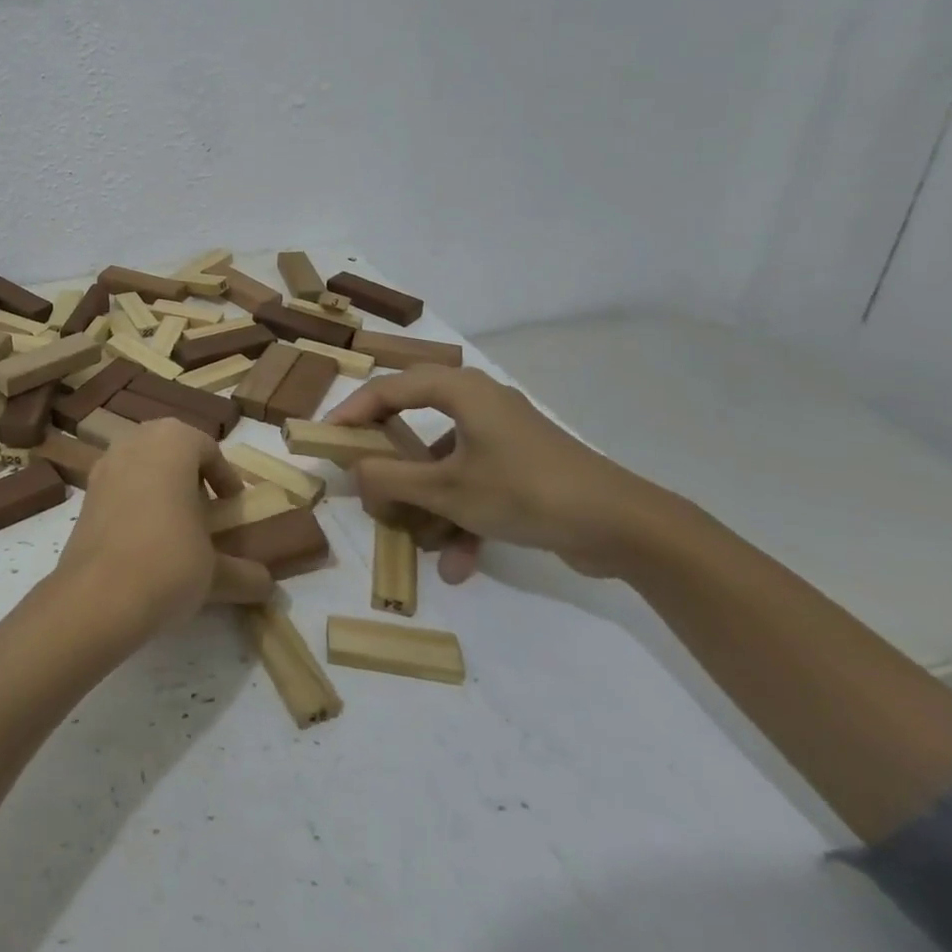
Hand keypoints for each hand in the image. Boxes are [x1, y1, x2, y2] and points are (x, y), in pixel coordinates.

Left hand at [51, 419, 274, 636]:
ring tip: (176, 527)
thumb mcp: (216, 572)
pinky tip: (144, 541)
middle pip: (171, 450)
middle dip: (190, 476)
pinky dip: (135, 503)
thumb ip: (244, 573)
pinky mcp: (85, 495)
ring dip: (160, 487)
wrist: (97, 595)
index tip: (233, 506)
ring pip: (141, 465)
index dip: (225, 477)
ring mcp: (104, 465)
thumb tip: (268, 586)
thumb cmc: (168, 562)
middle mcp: (135, 441)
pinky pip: (119, 487)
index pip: (208, 448)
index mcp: (173, 441)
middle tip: (206, 510)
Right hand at [327, 366, 670, 582]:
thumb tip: (352, 470)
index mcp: (461, 391)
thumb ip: (391, 479)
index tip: (327, 437)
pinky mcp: (523, 467)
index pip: (390, 388)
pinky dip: (463, 516)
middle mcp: (480, 404)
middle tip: (363, 476)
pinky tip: (459, 563)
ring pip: (446, 461)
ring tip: (414, 539)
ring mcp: (504, 437)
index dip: (353, 410)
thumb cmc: (525, 491)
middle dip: (391, 461)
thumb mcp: (448, 490)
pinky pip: (476, 483)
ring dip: (428, 501)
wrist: (624, 527)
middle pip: (416, 422)